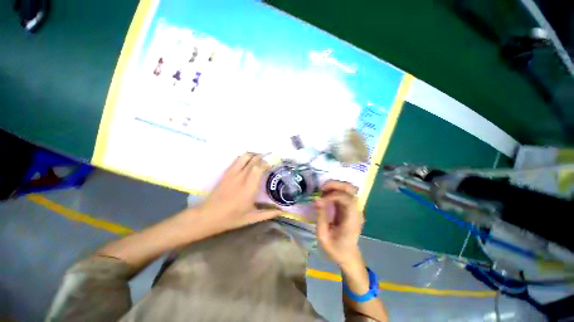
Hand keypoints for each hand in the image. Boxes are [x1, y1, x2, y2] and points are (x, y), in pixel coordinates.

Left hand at [198, 152, 281, 233]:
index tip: (271, 167)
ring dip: (253, 155)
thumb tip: (282, 212)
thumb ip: (268, 213)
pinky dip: (244, 158)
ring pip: (244, 156)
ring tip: (259, 159)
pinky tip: (248, 162)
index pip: (259, 167)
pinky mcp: (226, 173)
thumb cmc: (231, 217)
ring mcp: (232, 173)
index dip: (266, 164)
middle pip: (253, 160)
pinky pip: (237, 160)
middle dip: (262, 158)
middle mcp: (241, 177)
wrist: (208, 216)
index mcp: (249, 187)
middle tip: (268, 161)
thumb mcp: (252, 218)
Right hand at [315, 180, 363, 266]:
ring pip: (348, 188)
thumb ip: (320, 217)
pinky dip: (334, 189)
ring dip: (335, 185)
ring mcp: (354, 208)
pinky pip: (344, 193)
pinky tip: (325, 195)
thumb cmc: (336, 249)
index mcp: (352, 221)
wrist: (348, 256)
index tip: (321, 200)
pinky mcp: (350, 208)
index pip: (348, 200)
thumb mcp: (323, 237)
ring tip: (322, 191)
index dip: (334, 196)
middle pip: (351, 189)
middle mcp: (356, 211)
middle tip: (321, 189)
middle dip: (335, 184)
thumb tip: (316, 199)